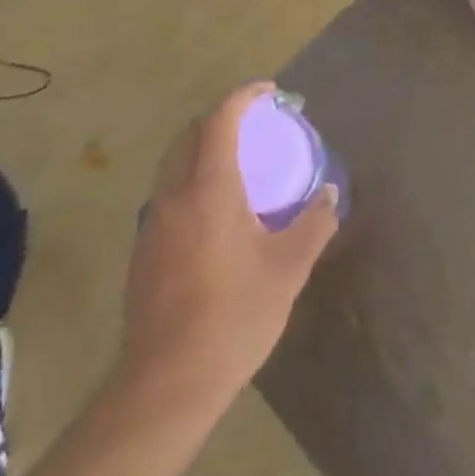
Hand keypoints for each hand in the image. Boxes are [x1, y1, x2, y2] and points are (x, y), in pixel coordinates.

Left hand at [119, 83, 339, 407]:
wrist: (166, 384)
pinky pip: (168, 193)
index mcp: (209, 188)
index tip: (271, 92)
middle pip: (191, 133)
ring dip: (204, 149)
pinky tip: (215, 214)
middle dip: (222, 117)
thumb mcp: (287, 269)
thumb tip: (330, 195)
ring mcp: (153, 222)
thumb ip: (313, 224)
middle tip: (255, 125)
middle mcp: (174, 194)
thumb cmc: (233, 317)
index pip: (221, 118)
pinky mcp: (144, 249)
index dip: (245, 95)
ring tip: (238, 165)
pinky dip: (192, 180)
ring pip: (174, 163)